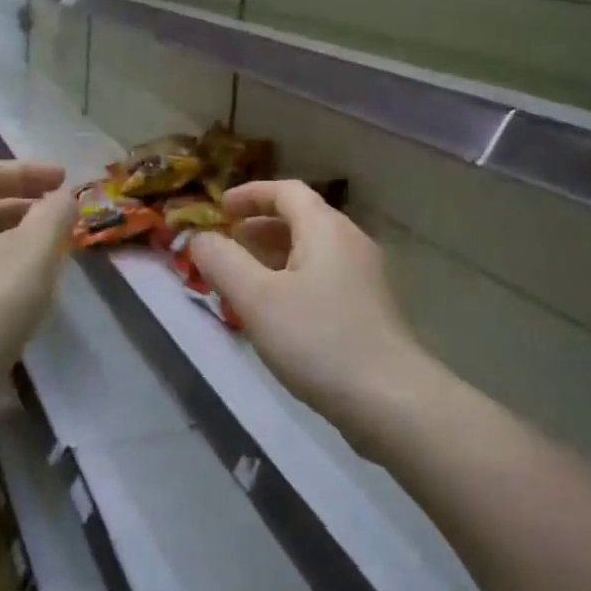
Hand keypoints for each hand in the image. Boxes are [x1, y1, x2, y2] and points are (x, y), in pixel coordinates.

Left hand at [0, 161, 77, 381]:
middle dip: (26, 206)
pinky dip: (2, 271)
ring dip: (16, 241)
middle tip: (62, 221)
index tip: (66, 181)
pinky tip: (23, 298)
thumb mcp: (33, 252)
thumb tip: (63, 197)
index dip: (30, 171)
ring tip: (50, 259)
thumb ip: (54, 215)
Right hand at [189, 181, 429, 436]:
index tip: (219, 209)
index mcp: (326, 228)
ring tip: (241, 280)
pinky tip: (274, 312)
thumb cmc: (318, 339)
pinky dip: (291, 279)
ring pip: (311, 251)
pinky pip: (321, 277)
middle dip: (258, 227)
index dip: (250, 194)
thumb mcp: (257, 298)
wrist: (390, 399)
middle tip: (225, 247)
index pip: (286, 191)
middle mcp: (350, 242)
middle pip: (300, 219)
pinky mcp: (367, 308)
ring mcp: (363, 277)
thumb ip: (222, 262)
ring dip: (273, 256)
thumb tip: (200, 238)